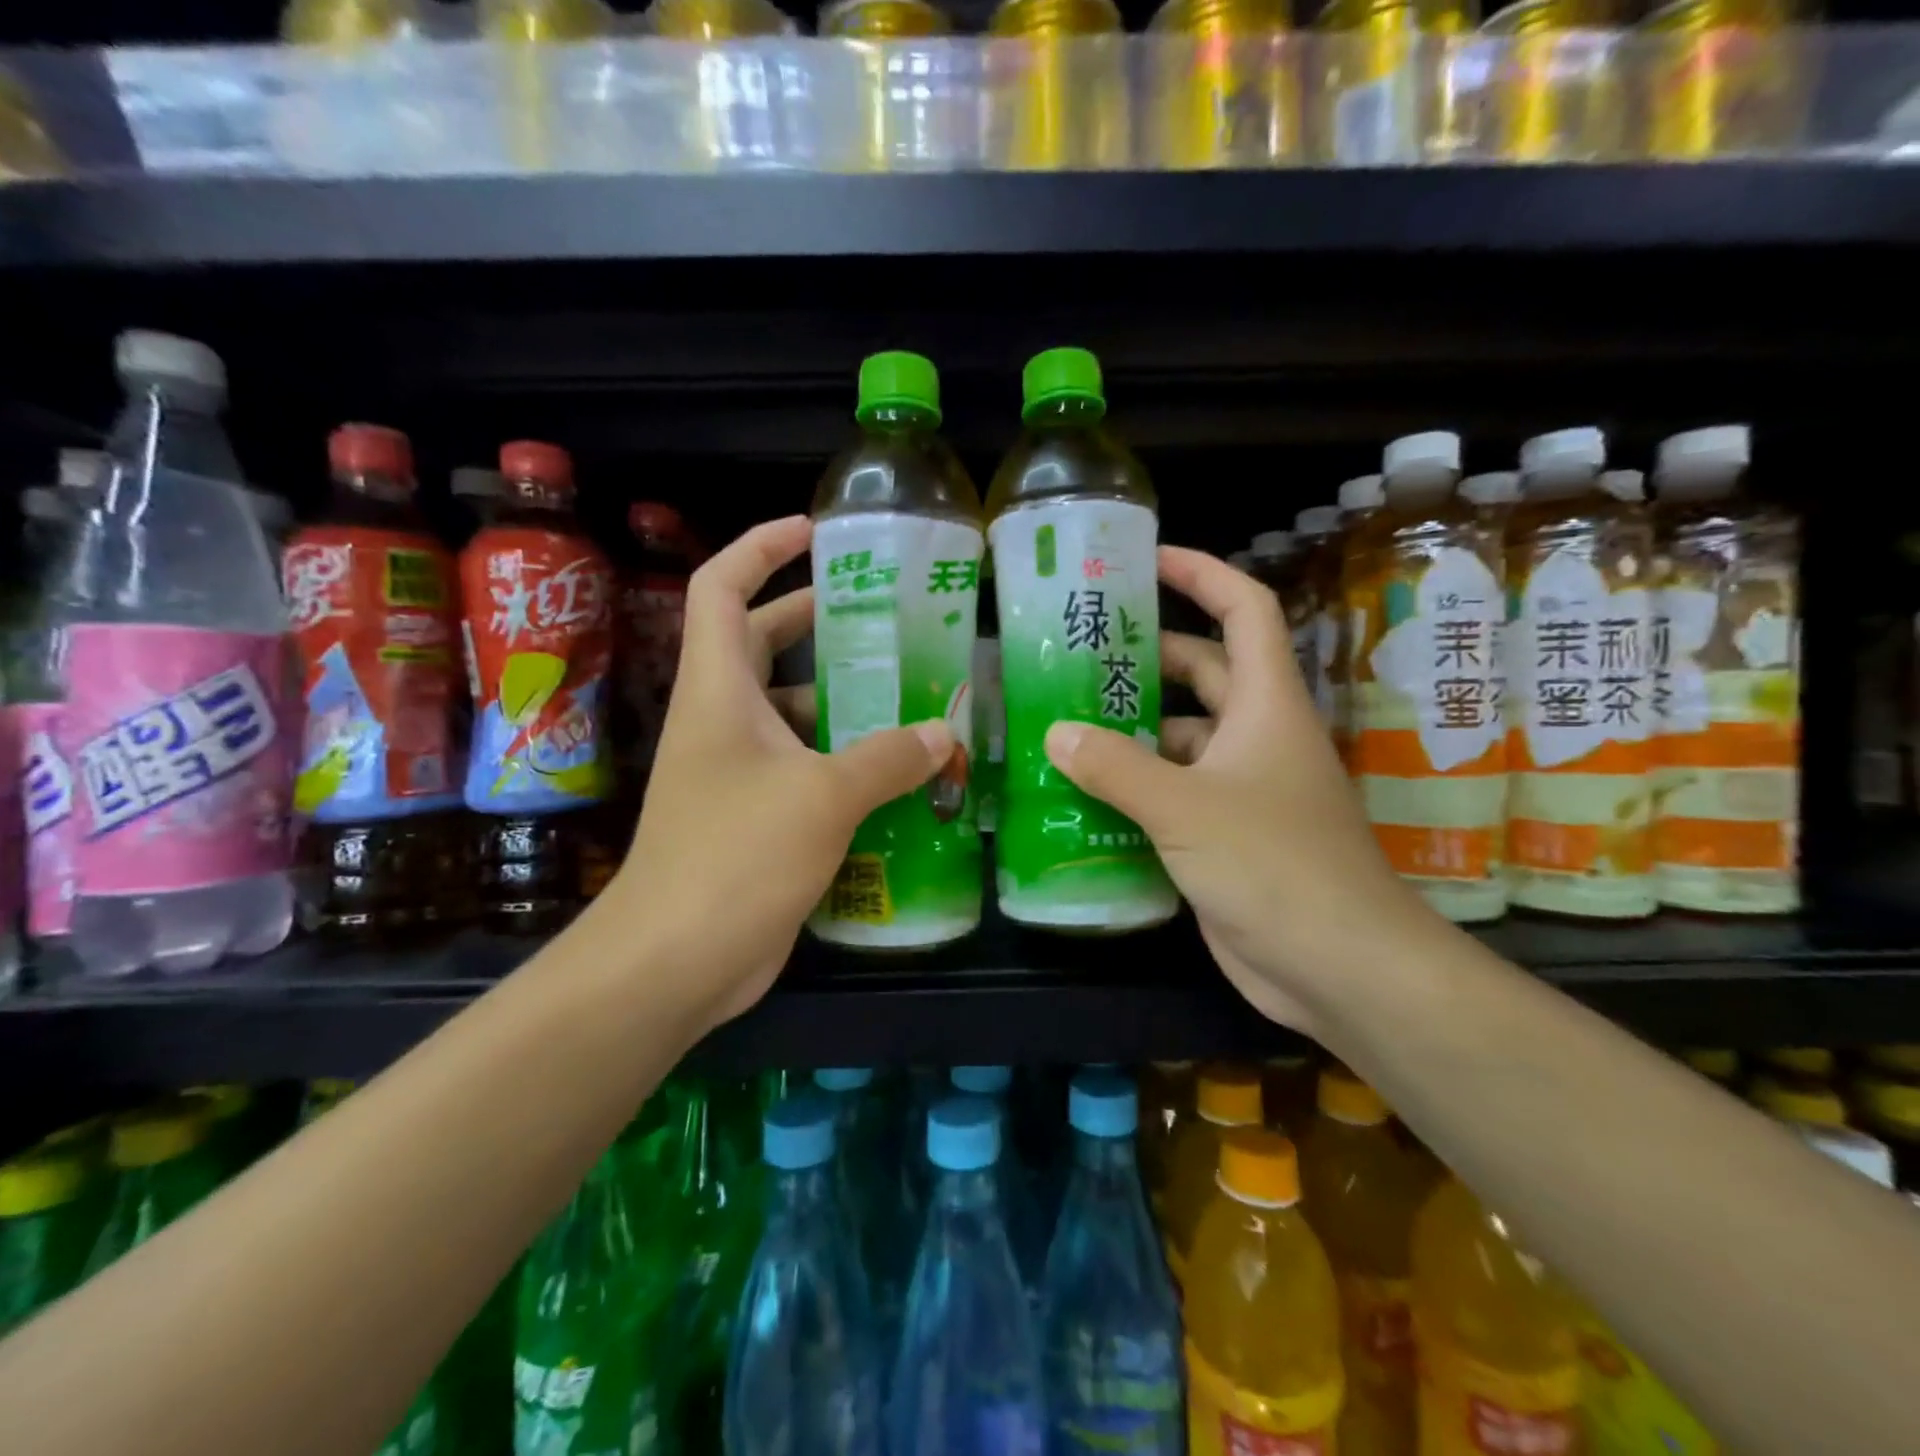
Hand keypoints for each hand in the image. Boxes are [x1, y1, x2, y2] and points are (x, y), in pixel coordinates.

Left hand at [609, 516, 953, 1032]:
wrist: (676, 960)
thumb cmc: (737, 856)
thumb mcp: (824, 796)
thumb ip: (889, 757)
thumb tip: (944, 732)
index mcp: (718, 690)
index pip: (722, 589)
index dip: (759, 547)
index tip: (813, 532)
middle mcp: (723, 721)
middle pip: (762, 644)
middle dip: (815, 619)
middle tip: (883, 614)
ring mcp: (737, 772)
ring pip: (792, 713)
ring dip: (842, 700)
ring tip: (910, 693)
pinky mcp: (756, 817)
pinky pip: (806, 768)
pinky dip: (846, 761)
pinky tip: (898, 773)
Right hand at [1042, 547, 1439, 1035]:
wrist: (1338, 965)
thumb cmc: (1273, 865)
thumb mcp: (1185, 807)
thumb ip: (1116, 767)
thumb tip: (1056, 731)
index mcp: (1266, 706)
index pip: (1243, 611)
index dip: (1202, 574)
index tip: (1148, 560)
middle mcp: (1257, 737)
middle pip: (1204, 673)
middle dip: (1149, 656)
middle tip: (1080, 651)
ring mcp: (1243, 788)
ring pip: (1183, 738)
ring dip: (1134, 729)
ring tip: (1066, 722)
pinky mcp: (1226, 834)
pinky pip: (1174, 791)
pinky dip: (1137, 786)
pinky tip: (1086, 792)